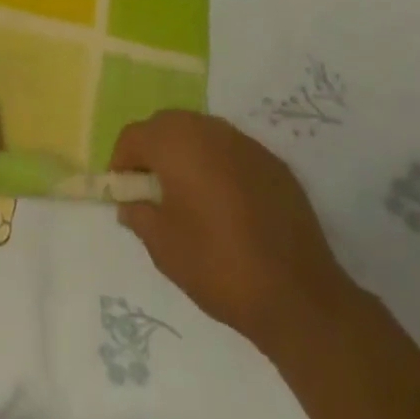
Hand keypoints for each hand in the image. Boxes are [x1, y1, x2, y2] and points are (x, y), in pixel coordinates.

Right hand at [111, 110, 351, 352]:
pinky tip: (224, 203)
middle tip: (151, 189)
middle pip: (167, 124)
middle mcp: (209, 130)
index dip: (121, 161)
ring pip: (200, 132)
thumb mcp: (164, 248)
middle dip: (152, 149)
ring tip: (186, 194)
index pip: (134, 135)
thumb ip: (139, 216)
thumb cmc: (219, 267)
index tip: (123, 192)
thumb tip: (131, 202)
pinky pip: (230, 149)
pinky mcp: (272, 161)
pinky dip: (216, 164)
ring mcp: (245, 142)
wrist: (298, 294)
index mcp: (177, 144)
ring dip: (185, 153)